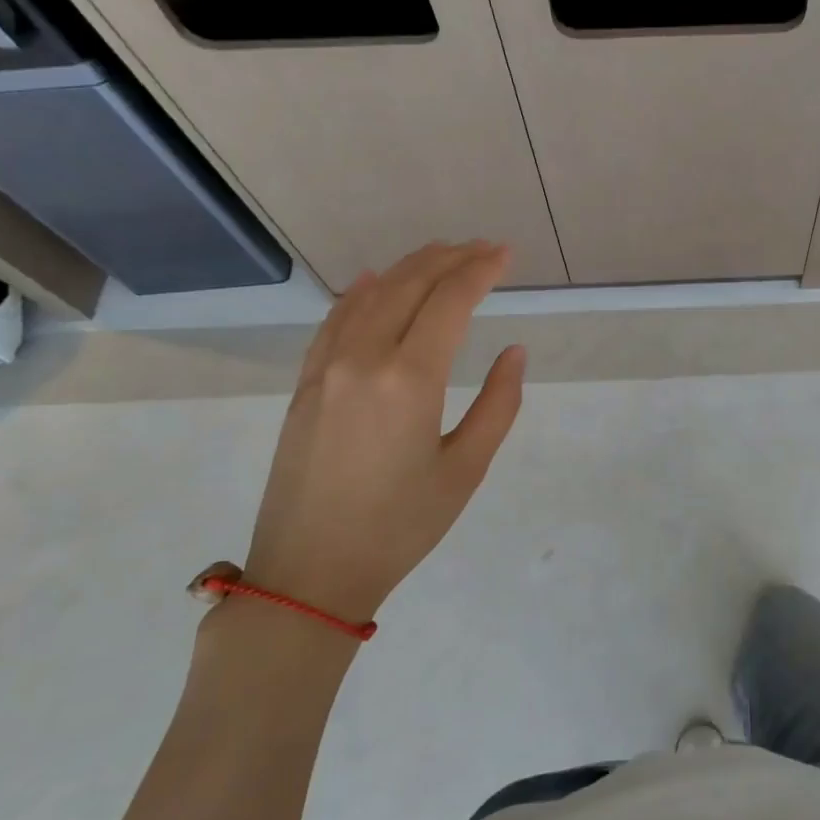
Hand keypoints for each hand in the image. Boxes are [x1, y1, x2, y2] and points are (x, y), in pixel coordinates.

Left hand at [242, 241, 523, 622]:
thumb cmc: (401, 526)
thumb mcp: (466, 470)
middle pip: (409, 286)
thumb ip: (498, 405)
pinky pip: (335, 321)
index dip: (481, 271)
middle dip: (450, 259)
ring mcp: (326, 369)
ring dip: (408, 268)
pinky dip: (359, 293)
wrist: (310, 571)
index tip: (506, 254)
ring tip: (441, 253)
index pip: (450, 302)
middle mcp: (364, 359)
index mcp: (410, 379)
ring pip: (369, 296)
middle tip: (483, 247)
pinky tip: (374, 280)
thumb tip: (513, 352)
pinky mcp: (306, 385)